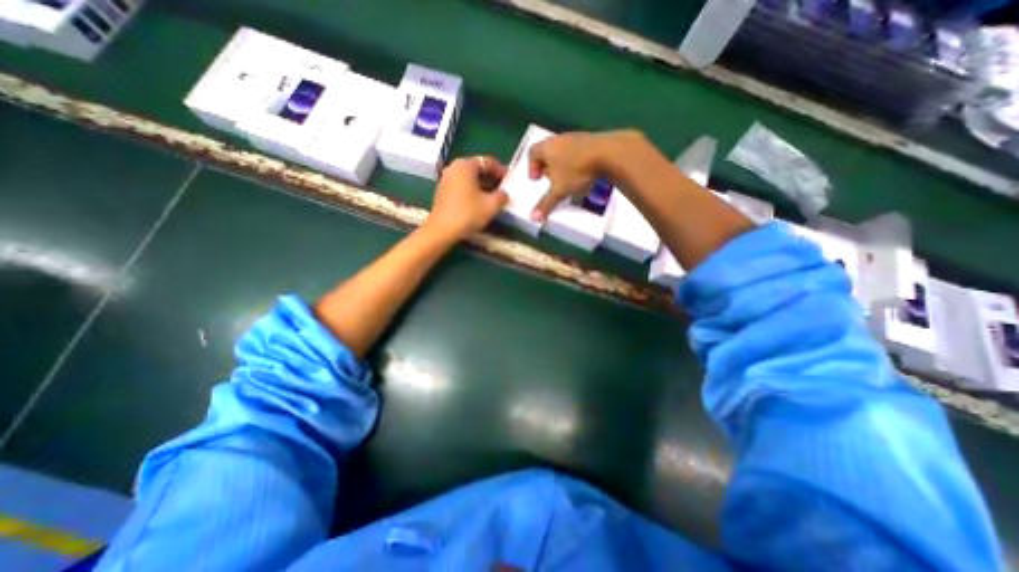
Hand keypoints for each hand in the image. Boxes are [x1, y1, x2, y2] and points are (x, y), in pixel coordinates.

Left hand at [426, 154, 513, 239]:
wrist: (442, 230)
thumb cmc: (468, 213)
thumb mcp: (491, 205)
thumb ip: (502, 196)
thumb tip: (504, 194)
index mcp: (466, 165)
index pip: (488, 162)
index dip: (501, 170)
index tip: (510, 181)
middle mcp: (454, 167)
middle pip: (477, 168)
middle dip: (492, 178)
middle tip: (503, 189)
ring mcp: (446, 179)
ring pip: (469, 178)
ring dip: (482, 186)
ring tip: (493, 198)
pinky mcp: (442, 191)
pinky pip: (462, 186)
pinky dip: (472, 191)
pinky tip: (479, 203)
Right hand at [530, 130, 633, 220]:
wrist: (608, 153)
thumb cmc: (577, 170)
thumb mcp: (559, 190)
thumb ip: (546, 203)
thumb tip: (534, 218)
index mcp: (547, 147)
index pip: (532, 153)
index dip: (531, 167)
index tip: (537, 180)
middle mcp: (559, 138)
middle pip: (548, 151)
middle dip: (547, 166)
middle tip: (551, 180)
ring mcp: (576, 137)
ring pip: (563, 150)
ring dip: (562, 164)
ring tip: (567, 179)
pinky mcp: (591, 139)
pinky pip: (577, 151)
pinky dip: (576, 161)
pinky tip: (583, 173)